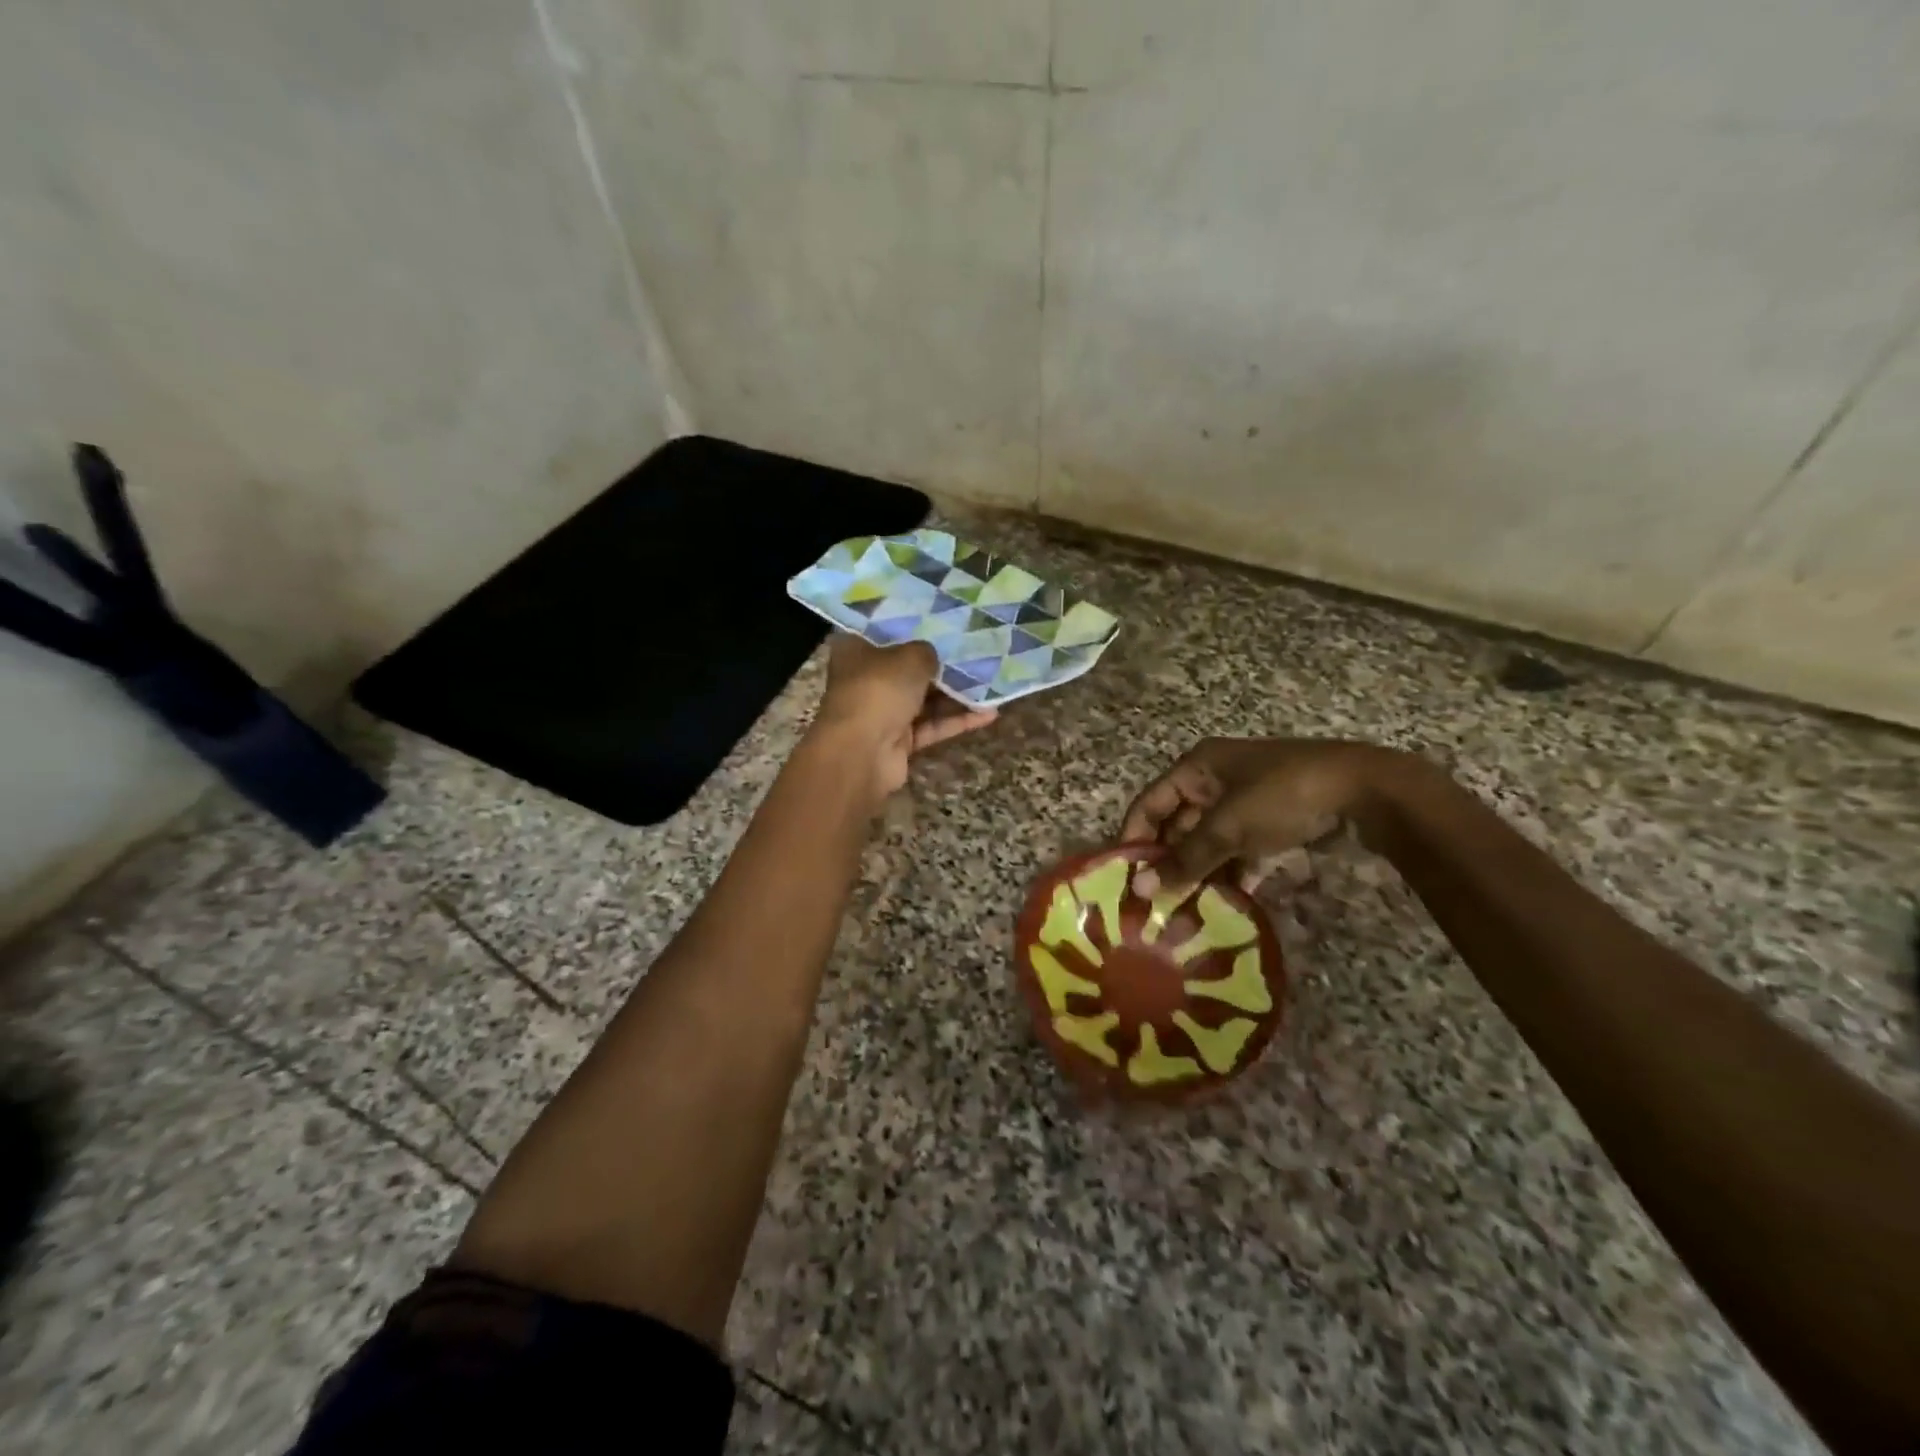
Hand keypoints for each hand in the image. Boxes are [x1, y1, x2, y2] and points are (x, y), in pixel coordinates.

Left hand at [814, 635, 997, 796]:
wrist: (861, 752)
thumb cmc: (879, 689)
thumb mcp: (910, 656)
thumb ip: (926, 651)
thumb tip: (934, 657)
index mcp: (856, 651)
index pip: (884, 632)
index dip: (912, 626)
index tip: (942, 619)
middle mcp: (866, 679)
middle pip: (907, 668)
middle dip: (940, 663)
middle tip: (976, 649)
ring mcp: (882, 712)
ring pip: (924, 699)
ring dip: (956, 694)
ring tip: (991, 679)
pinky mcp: (899, 741)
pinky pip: (932, 726)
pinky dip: (958, 720)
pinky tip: (990, 712)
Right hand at [1122, 738, 1413, 898]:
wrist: (1366, 791)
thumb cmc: (1282, 796)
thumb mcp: (1228, 827)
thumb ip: (1185, 859)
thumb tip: (1140, 890)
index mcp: (1197, 767)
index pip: (1149, 803)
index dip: (1134, 838)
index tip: (1124, 879)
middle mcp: (1214, 780)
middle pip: (1177, 824)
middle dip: (1168, 862)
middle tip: (1155, 904)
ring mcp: (1244, 801)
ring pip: (1208, 841)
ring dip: (1198, 873)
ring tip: (1185, 911)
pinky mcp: (1270, 822)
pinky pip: (1238, 849)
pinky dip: (1231, 873)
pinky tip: (1227, 904)